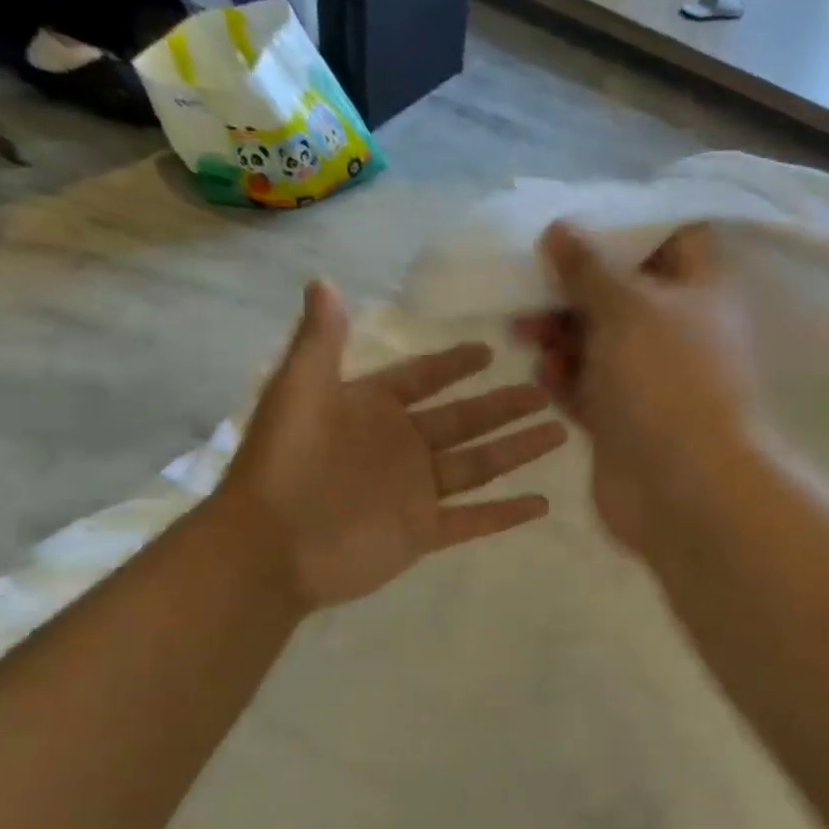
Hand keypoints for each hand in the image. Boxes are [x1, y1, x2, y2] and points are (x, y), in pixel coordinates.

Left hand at [211, 281, 565, 612]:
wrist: (269, 548)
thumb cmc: (284, 465)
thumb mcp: (299, 391)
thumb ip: (320, 340)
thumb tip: (323, 280)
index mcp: (373, 410)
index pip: (422, 379)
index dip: (453, 364)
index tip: (489, 350)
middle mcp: (401, 447)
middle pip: (465, 420)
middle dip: (504, 406)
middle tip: (544, 391)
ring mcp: (416, 491)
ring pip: (479, 465)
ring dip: (518, 450)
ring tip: (559, 433)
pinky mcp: (423, 532)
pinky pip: (474, 519)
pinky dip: (506, 514)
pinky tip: (543, 503)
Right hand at [512, 222, 758, 555]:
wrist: (684, 487)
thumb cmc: (666, 380)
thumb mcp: (627, 307)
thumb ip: (589, 267)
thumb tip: (561, 228)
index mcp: (700, 292)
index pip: (675, 239)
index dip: (630, 226)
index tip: (579, 219)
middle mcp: (678, 332)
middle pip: (623, 292)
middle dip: (575, 286)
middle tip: (531, 280)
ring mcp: (650, 379)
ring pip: (599, 341)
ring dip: (560, 332)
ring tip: (523, 331)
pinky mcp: (623, 420)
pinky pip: (588, 387)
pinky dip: (565, 377)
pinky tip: (543, 375)